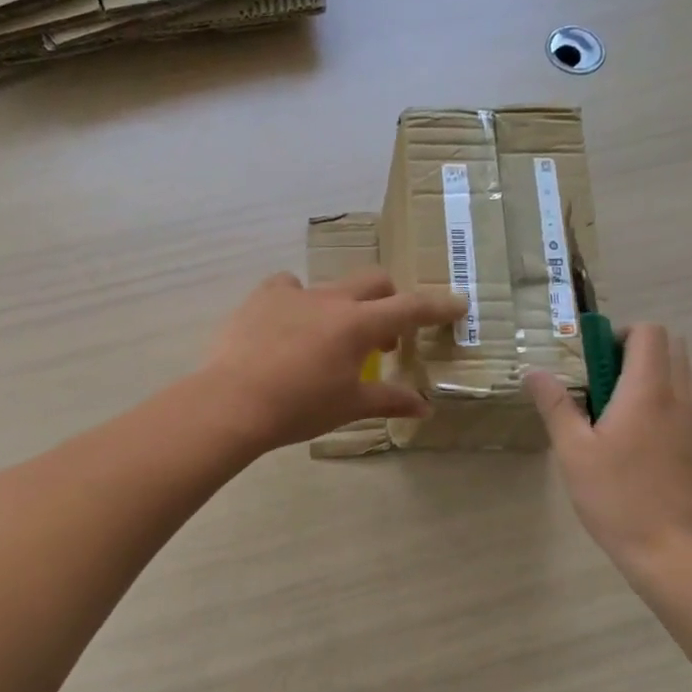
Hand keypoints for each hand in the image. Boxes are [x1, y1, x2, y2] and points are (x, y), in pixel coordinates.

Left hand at [202, 270, 467, 451]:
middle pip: (374, 282)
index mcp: (358, 324)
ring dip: (343, 306)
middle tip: (385, 338)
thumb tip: (423, 407)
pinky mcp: (262, 297)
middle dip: (389, 301)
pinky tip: (287, 325)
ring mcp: (294, 293)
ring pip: (331, 285)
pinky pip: (288, 287)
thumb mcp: (348, 406)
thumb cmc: (299, 408)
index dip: (437, 306)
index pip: (410, 308)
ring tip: (329, 338)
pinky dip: (298, 301)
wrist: (233, 402)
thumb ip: (389, 401)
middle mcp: (331, 299)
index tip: (458, 304)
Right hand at [525, 325, 691, 576]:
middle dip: (632, 348)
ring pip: (678, 372)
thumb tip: (534, 371)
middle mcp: (677, 396)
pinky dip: (657, 397)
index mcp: (648, 391)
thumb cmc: (616, 496)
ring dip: (646, 372)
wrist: (669, 548)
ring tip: (609, 405)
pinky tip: (628, 433)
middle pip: (669, 345)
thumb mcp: (573, 451)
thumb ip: (555, 405)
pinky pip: (680, 399)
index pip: (649, 332)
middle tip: (597, 378)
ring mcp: (691, 420)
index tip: (589, 358)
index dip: (618, 333)